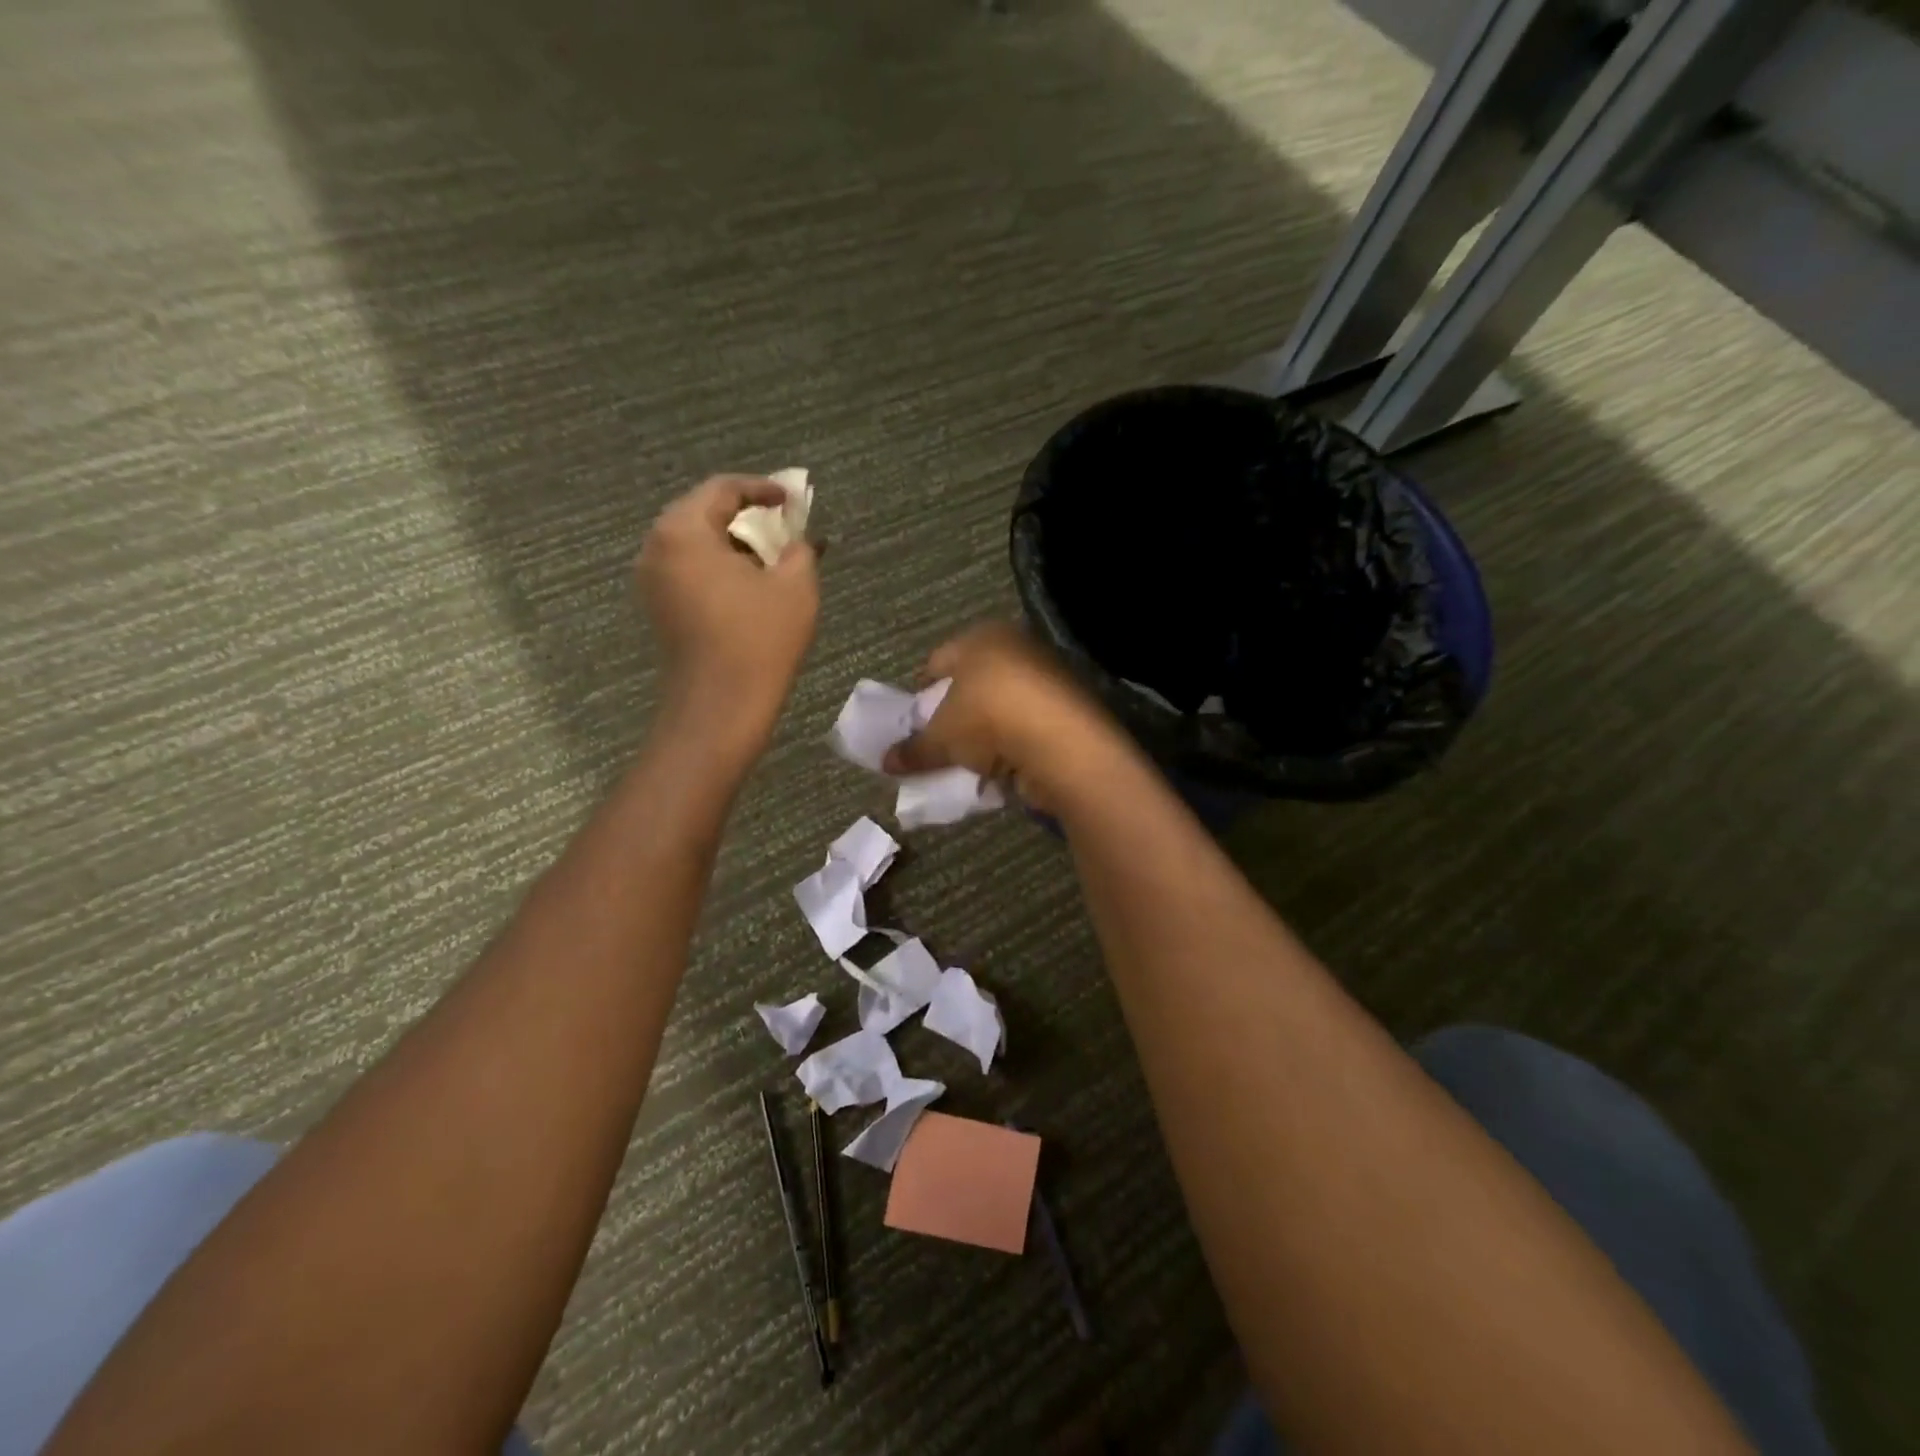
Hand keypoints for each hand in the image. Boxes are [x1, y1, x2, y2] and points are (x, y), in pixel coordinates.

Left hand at [635, 476, 818, 755]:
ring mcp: (652, 581)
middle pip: (702, 513)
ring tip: (772, 556)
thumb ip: (800, 549)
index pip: (722, 489)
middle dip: (746, 516)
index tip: (792, 499)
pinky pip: (689, 571)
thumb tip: (798, 541)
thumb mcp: (796, 586)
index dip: (762, 488)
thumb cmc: (759, 639)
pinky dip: (719, 567)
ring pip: (695, 544)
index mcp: (683, 531)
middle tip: (783, 524)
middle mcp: (656, 548)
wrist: (720, 706)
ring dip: (733, 544)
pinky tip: (750, 584)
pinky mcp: (659, 609)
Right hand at [881, 623, 1127, 811]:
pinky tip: (1001, 767)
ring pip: (1001, 704)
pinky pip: (1026, 724)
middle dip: (954, 712)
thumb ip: (915, 749)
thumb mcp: (942, 738)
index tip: (912, 721)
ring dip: (985, 731)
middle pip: (972, 682)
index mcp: (982, 637)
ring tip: (968, 760)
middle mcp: (1016, 647)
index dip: (921, 692)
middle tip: (939, 741)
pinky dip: (1012, 743)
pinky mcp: (1068, 707)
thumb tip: (886, 762)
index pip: (938, 661)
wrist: (1062, 743)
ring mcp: (1047, 675)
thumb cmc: (989, 719)